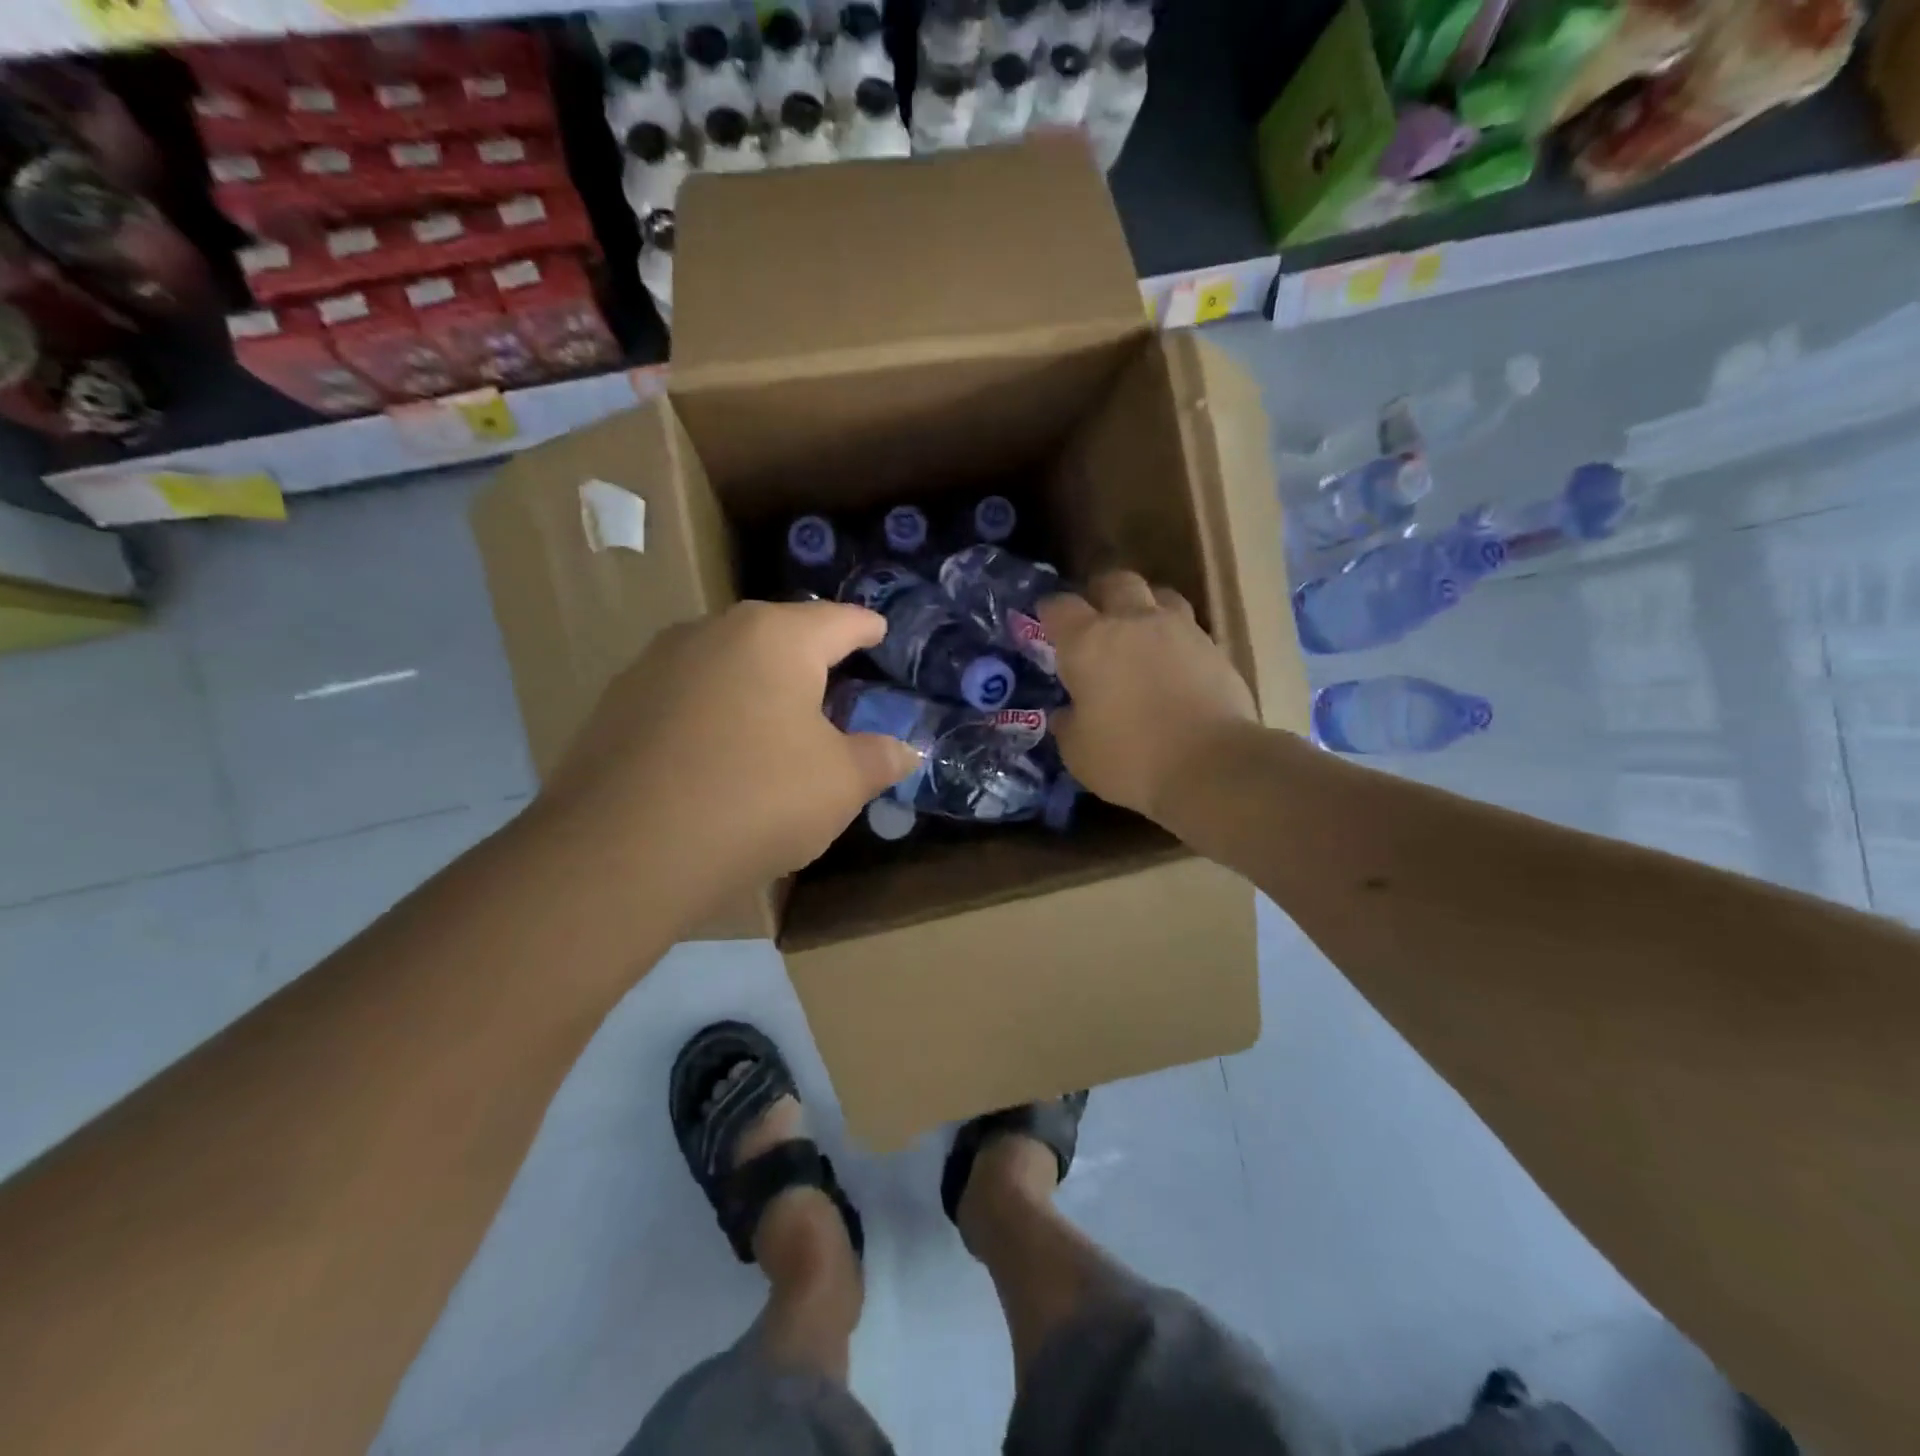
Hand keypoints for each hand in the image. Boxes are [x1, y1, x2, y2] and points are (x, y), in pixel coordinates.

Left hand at [539, 600, 920, 911]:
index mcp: (776, 638)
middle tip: (835, 685)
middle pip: (778, 634)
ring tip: (774, 722)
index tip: (879, 632)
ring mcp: (656, 664)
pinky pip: (686, 695)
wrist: (622, 853)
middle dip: (809, 656)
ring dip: (756, 684)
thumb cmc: (755, 801)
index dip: (866, 628)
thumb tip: (905, 750)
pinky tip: (716, 754)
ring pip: (726, 662)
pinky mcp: (617, 702)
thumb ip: (878, 758)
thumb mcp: (839, 785)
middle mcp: (713, 632)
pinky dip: (713, 712)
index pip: (839, 621)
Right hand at [1040, 571, 1257, 823]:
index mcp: (1088, 642)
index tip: (1046, 622)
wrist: (1212, 766)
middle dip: (1102, 592)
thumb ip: (1069, 724)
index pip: (1060, 607)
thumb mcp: (1078, 752)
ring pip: (1161, 596)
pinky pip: (1190, 629)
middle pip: (1116, 582)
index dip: (1050, 611)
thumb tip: (1067, 712)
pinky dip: (1177, 639)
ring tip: (1142, 631)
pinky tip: (1175, 664)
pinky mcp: (1215, 649)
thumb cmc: (1130, 758)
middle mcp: (1133, 622)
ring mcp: (1180, 630)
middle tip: (1097, 615)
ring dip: (1147, 607)